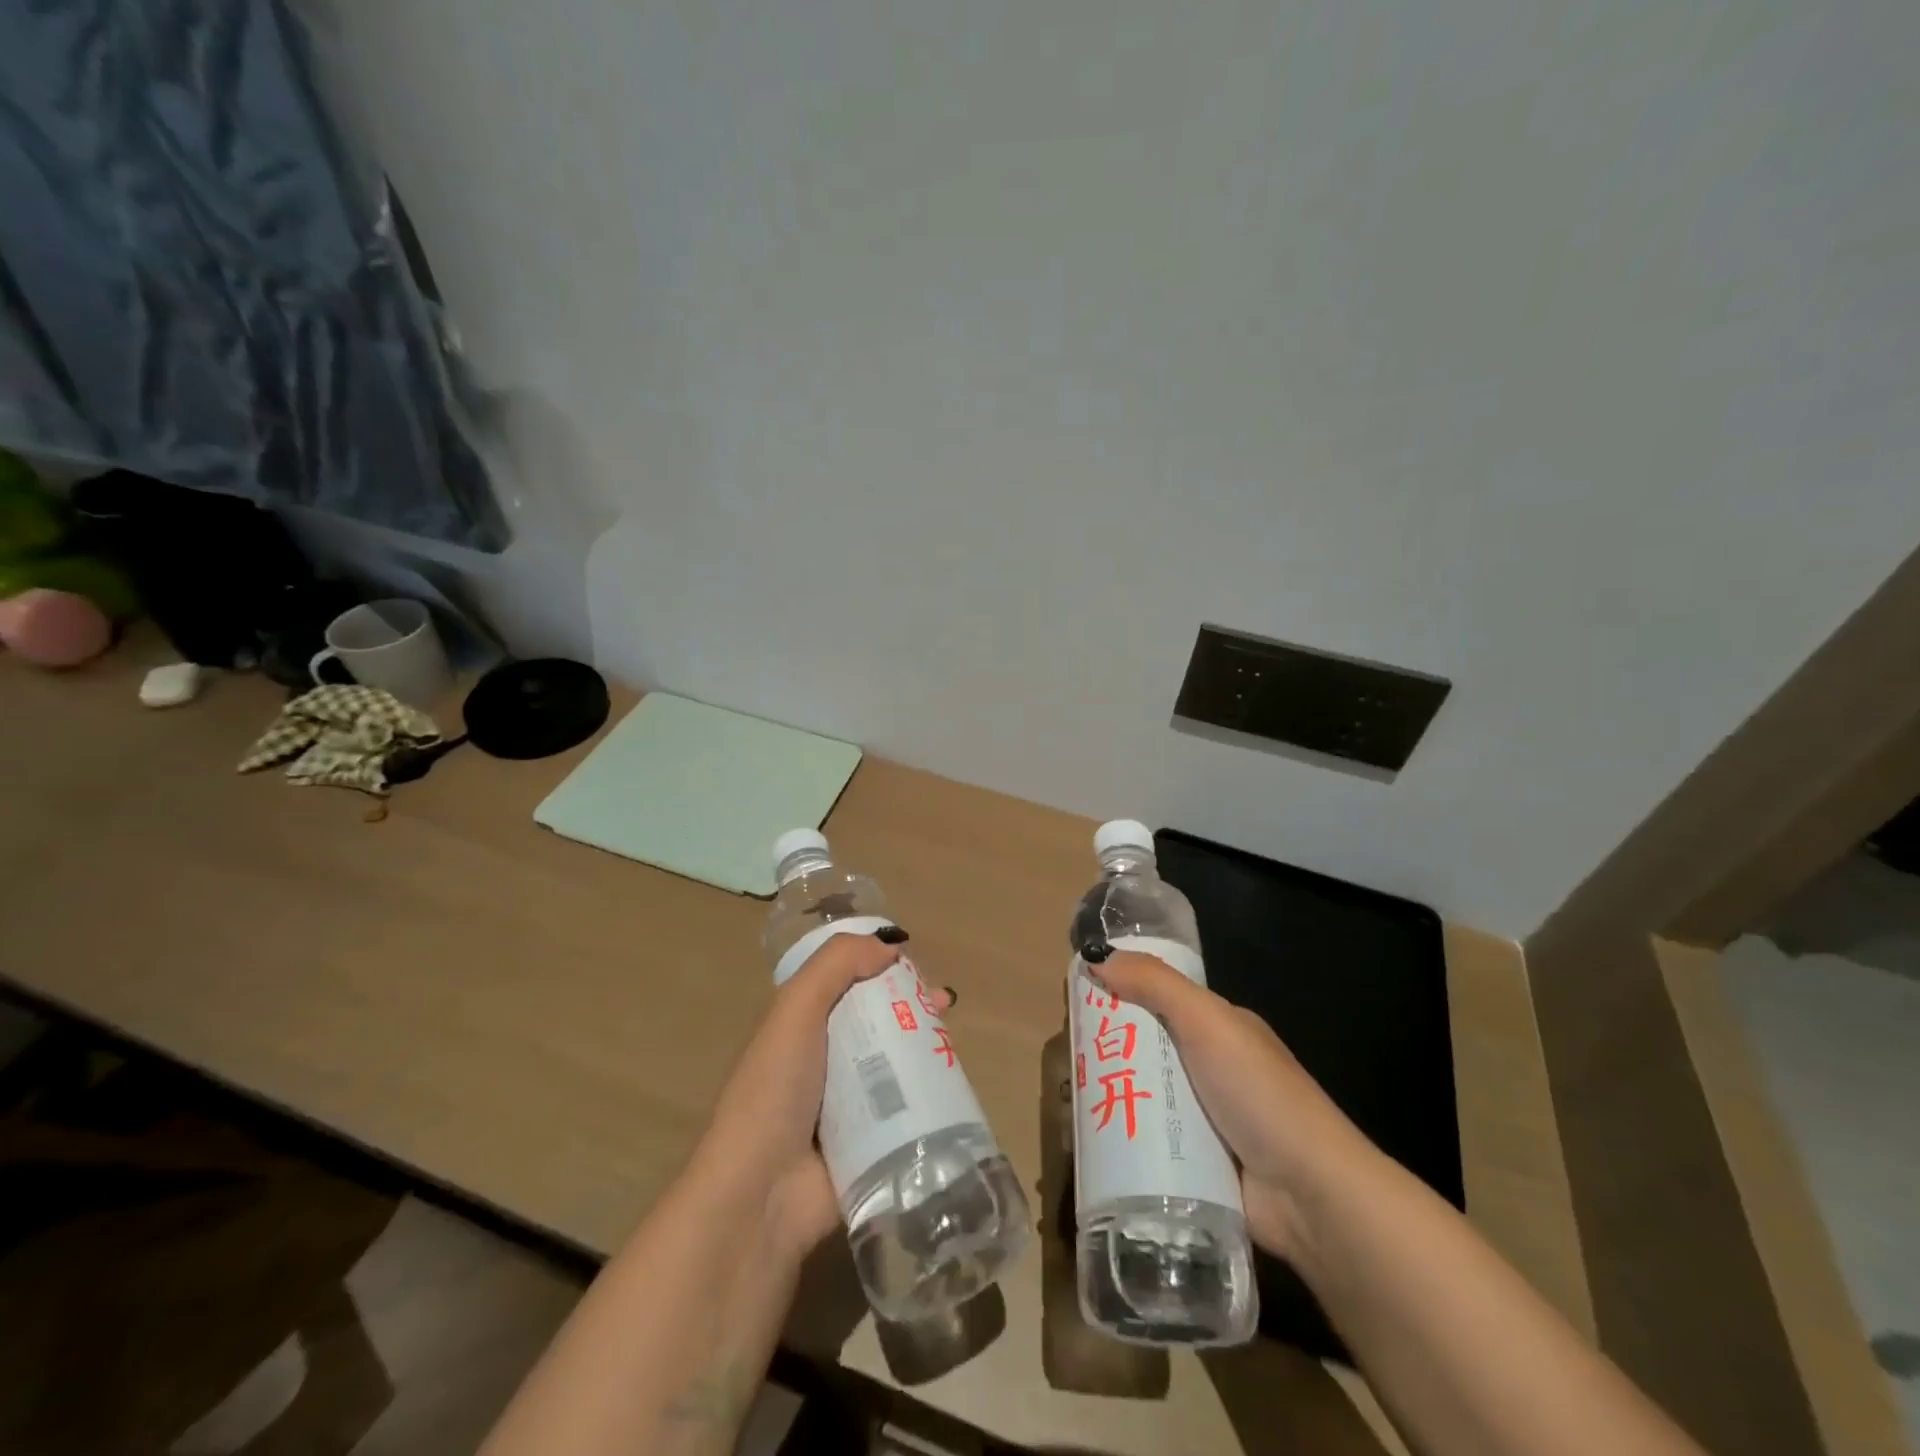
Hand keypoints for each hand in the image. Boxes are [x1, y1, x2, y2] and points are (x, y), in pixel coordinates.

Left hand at [693, 929, 949, 1267]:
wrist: (761, 1196)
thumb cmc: (774, 1090)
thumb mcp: (794, 1009)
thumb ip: (835, 965)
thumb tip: (891, 945)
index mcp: (802, 1027)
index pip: (848, 985)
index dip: (881, 969)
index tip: (916, 968)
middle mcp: (825, 1062)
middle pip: (879, 1021)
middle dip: (913, 1008)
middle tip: (944, 1006)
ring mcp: (849, 1106)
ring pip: (898, 1064)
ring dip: (927, 1050)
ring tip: (954, 1044)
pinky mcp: (873, 1144)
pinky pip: (908, 1110)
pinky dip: (931, 1097)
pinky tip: (956, 1087)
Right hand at [1085, 949, 1376, 1259]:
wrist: (1311, 1195)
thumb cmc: (1259, 1093)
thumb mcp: (1208, 1022)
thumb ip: (1155, 983)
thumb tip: (1096, 956)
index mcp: (1215, 1028)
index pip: (1154, 999)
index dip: (1115, 994)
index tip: (1072, 1001)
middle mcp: (1206, 1067)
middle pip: (1140, 1048)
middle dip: (1101, 1051)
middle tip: (1061, 1060)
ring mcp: (1200, 1119)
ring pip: (1138, 1096)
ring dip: (1104, 1096)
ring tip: (1065, 1103)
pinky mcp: (1192, 1165)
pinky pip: (1145, 1142)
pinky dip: (1118, 1139)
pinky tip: (1085, 1142)